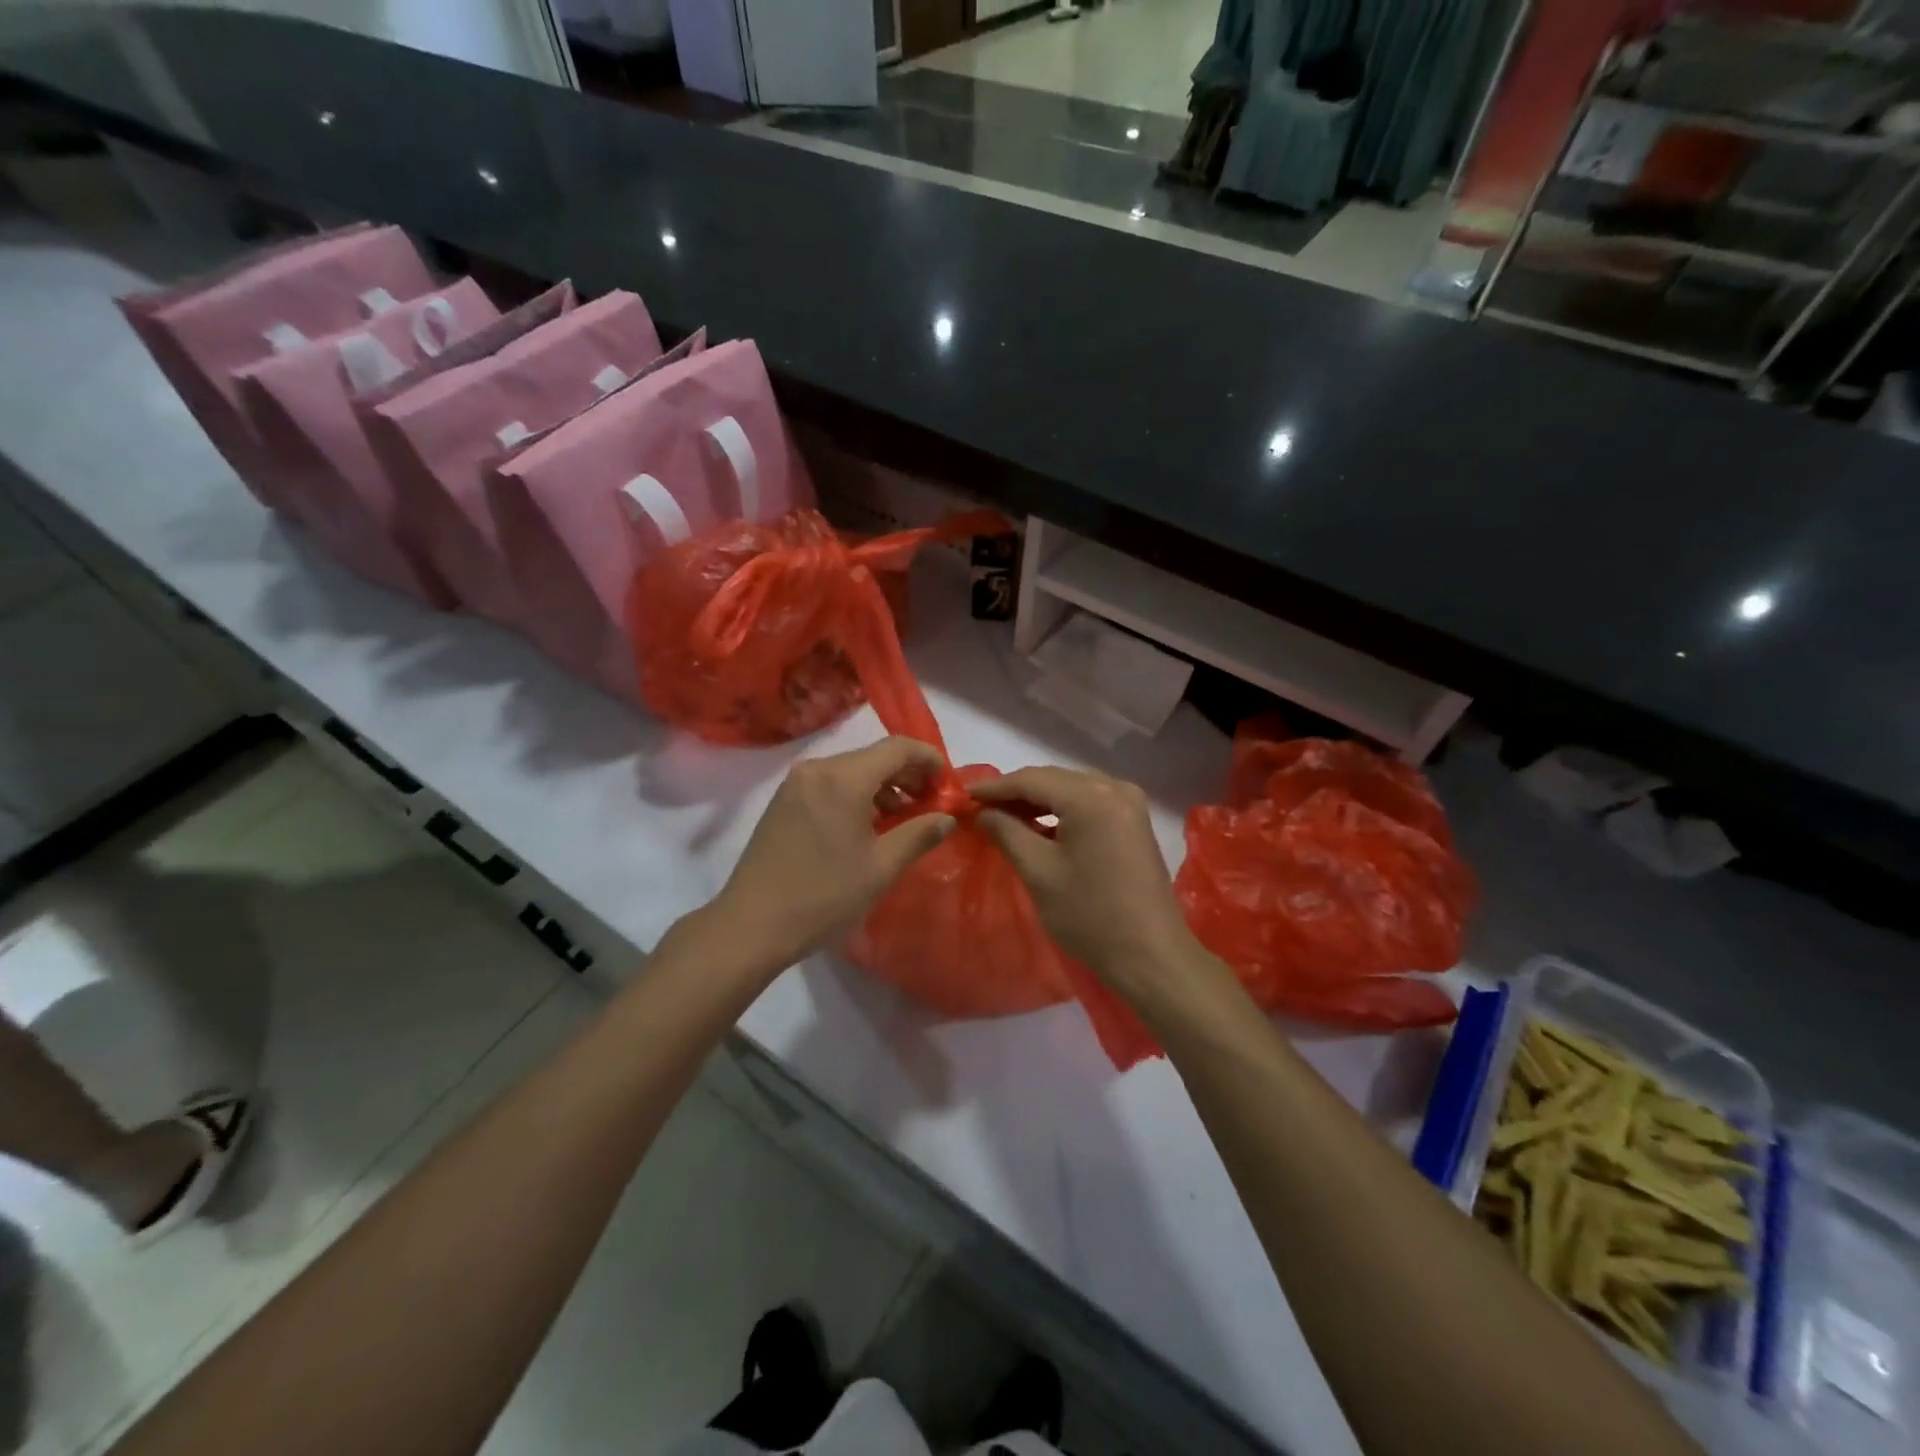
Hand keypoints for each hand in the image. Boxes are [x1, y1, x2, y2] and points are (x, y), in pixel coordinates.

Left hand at [714, 737, 955, 968]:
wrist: (751, 925)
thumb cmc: (824, 896)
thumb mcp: (881, 868)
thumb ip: (919, 835)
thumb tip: (947, 818)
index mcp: (844, 778)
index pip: (898, 748)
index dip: (929, 760)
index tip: (948, 784)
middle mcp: (818, 769)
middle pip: (874, 757)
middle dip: (907, 775)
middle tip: (931, 805)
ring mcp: (796, 784)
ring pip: (852, 771)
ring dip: (882, 787)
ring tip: (902, 820)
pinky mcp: (783, 801)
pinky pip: (830, 785)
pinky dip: (856, 796)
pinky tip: (866, 826)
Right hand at [974, 767, 1198, 993]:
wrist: (1151, 955)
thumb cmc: (1090, 915)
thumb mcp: (1039, 872)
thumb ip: (1007, 832)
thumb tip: (984, 812)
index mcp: (1091, 796)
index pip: (1032, 779)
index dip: (995, 787)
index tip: (963, 795)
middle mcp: (1114, 788)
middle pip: (1053, 779)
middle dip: (1015, 792)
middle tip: (979, 807)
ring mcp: (1129, 804)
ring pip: (1071, 790)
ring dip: (1037, 801)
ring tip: (1003, 816)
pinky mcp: (1134, 822)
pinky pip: (1089, 803)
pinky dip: (1061, 811)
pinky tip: (1039, 826)